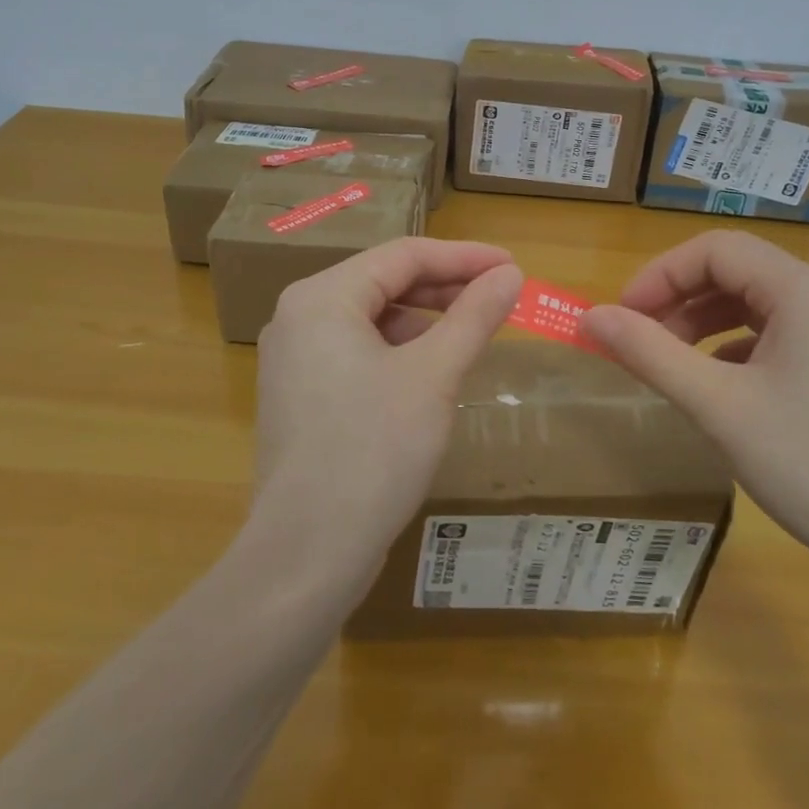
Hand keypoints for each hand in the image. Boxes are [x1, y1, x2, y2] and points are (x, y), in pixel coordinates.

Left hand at [251, 238, 522, 587]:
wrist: (307, 553)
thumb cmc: (373, 449)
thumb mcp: (433, 375)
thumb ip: (473, 316)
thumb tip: (511, 275)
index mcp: (322, 297)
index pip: (403, 255)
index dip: (464, 257)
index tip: (513, 266)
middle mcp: (299, 317)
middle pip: (385, 283)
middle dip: (445, 287)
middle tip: (501, 296)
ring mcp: (294, 359)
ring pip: (372, 319)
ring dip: (425, 320)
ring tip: (472, 333)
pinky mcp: (301, 395)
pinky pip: (358, 352)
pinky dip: (400, 351)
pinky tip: (433, 372)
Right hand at [583, 231, 808, 577]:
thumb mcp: (718, 406)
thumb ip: (650, 353)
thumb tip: (590, 317)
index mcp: (804, 289)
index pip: (715, 250)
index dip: (659, 275)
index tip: (621, 317)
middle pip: (736, 272)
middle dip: (678, 300)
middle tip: (638, 343)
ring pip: (756, 305)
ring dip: (703, 324)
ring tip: (670, 365)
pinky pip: (779, 336)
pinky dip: (735, 349)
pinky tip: (718, 386)